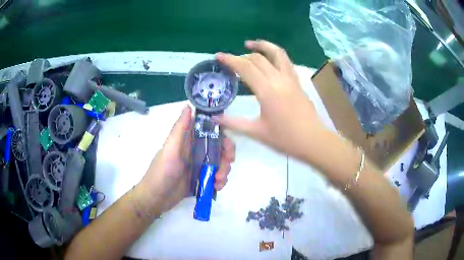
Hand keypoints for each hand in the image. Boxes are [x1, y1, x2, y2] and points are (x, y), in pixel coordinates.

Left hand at [137, 106, 234, 212]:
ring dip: (224, 170)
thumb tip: (188, 106)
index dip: (223, 135)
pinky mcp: (201, 179)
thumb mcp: (170, 150)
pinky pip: (216, 176)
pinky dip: (220, 181)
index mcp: (188, 141)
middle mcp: (195, 151)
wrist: (156, 198)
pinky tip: (216, 187)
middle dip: (226, 156)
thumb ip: (179, 129)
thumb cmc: (161, 172)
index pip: (210, 131)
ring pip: (220, 163)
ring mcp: (199, 166)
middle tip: (227, 165)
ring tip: (218, 181)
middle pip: (219, 148)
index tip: (228, 145)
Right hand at [216, 40, 326, 160]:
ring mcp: (290, 79)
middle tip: (230, 61)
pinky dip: (276, 54)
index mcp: (267, 91)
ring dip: (263, 46)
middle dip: (241, 56)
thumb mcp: (257, 132)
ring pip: (277, 53)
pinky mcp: (298, 82)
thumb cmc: (285, 138)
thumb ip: (234, 123)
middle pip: (258, 59)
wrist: (312, 140)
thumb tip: (215, 118)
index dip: (230, 60)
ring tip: (251, 44)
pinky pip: (286, 61)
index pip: (245, 68)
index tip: (219, 56)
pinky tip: (270, 58)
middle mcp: (279, 79)